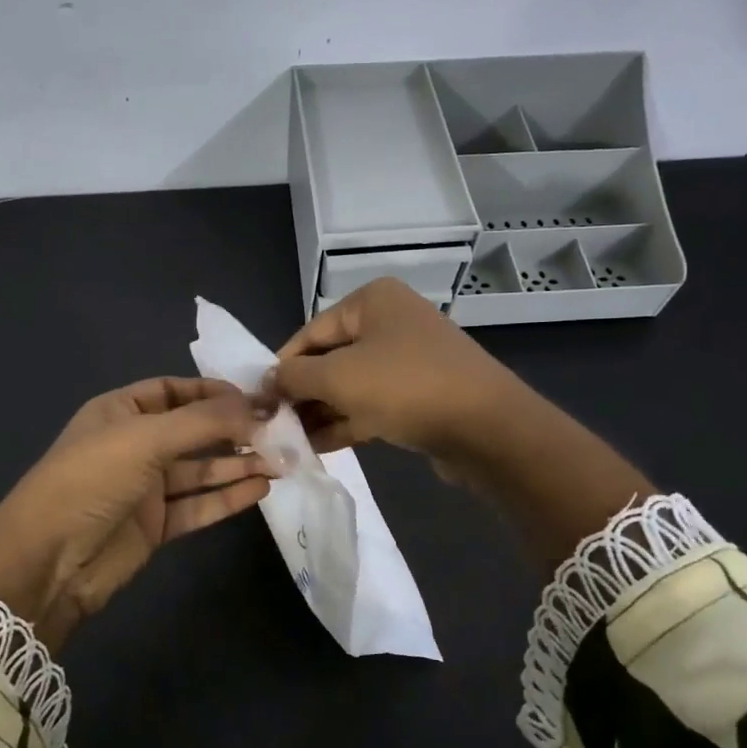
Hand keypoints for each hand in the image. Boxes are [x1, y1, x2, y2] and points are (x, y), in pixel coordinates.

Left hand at [0, 378, 272, 649]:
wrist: (48, 561)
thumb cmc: (91, 479)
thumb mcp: (145, 438)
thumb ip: (204, 422)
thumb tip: (258, 408)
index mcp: (120, 411)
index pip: (173, 390)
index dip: (213, 391)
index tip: (256, 397)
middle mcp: (135, 444)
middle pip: (193, 430)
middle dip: (234, 429)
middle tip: (280, 431)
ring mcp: (145, 487)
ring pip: (200, 469)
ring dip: (238, 464)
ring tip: (282, 461)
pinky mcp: (155, 525)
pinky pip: (198, 505)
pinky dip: (228, 497)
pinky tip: (260, 488)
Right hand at [270, 278, 530, 464]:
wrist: (487, 428)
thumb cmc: (405, 387)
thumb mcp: (338, 378)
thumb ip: (294, 377)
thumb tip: (266, 381)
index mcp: (371, 301)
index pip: (310, 333)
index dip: (282, 367)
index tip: (258, 401)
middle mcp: (390, 322)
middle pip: (330, 358)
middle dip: (301, 393)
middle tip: (272, 425)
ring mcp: (408, 359)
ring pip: (351, 384)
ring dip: (320, 412)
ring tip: (289, 441)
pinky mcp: (421, 394)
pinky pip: (373, 403)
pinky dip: (347, 421)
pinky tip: (318, 446)